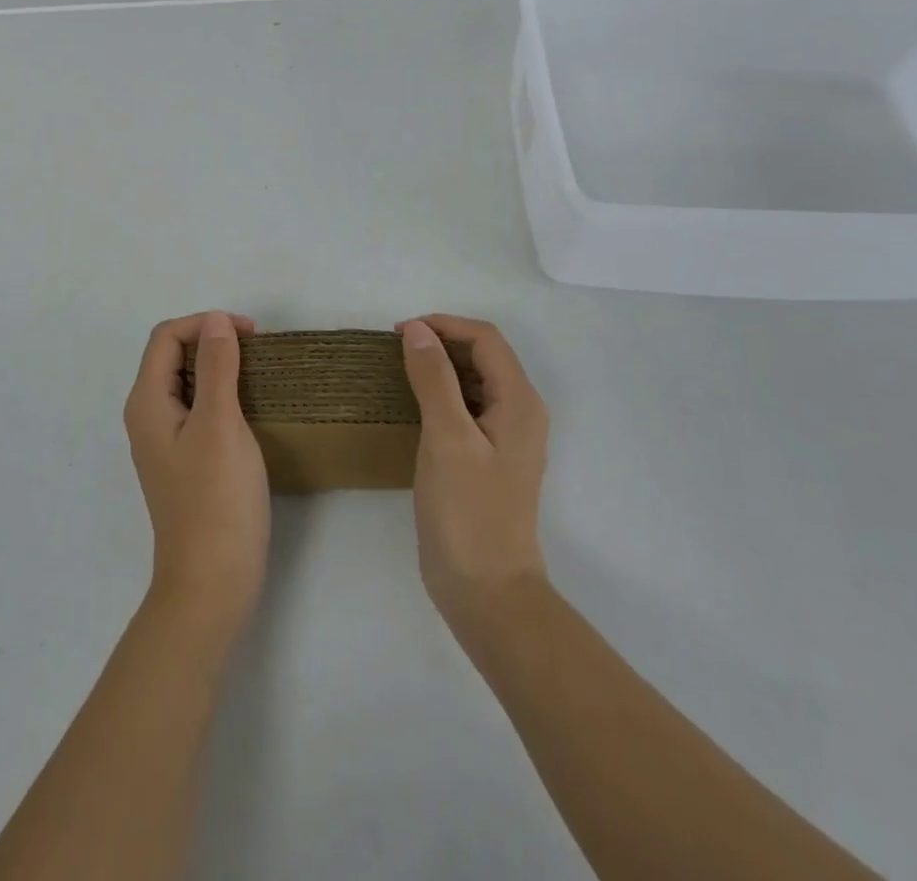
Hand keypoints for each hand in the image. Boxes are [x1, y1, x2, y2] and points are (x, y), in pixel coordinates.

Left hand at [124, 311, 269, 639]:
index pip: (167, 337)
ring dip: (219, 367)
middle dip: (212, 341)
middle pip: (172, 356)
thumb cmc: (216, 500)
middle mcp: (148, 416)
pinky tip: (249, 407)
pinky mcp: (184, 460)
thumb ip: (217, 367)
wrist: (212, 583)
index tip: (251, 334)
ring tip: (258, 373)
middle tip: (258, 351)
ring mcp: (165, 441)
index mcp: (147, 402)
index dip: (206, 324)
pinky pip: (197, 408)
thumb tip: (215, 320)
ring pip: (187, 382)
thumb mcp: (220, 424)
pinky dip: (221, 394)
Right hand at [398, 315, 550, 633]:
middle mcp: (520, 412)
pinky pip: (468, 408)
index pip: (485, 339)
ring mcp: (507, 438)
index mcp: (519, 402)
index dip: (444, 325)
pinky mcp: (490, 459)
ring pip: (475, 381)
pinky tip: (414, 406)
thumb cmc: (467, 511)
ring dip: (441, 368)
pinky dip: (442, 395)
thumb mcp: (446, 437)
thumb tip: (417, 330)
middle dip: (442, 342)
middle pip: (484, 356)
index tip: (400, 332)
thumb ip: (434, 378)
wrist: (486, 591)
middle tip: (396, 350)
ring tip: (400, 371)